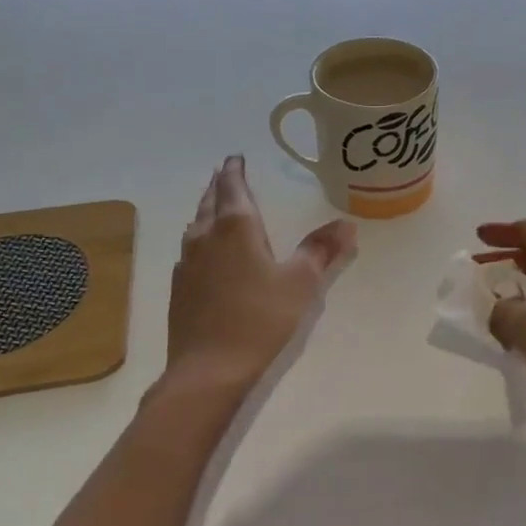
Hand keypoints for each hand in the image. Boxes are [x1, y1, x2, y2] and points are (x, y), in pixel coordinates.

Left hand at [167, 157, 357, 386]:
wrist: (208, 368)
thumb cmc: (260, 318)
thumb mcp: (300, 283)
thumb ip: (321, 250)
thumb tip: (346, 224)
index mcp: (236, 228)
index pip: (233, 187)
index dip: (234, 170)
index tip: (235, 158)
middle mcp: (206, 237)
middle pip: (209, 201)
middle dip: (218, 185)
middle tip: (224, 172)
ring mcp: (188, 263)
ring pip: (195, 224)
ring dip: (205, 209)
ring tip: (214, 204)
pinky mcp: (179, 287)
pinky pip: (189, 249)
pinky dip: (198, 238)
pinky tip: (203, 251)